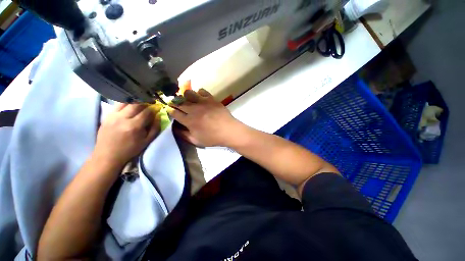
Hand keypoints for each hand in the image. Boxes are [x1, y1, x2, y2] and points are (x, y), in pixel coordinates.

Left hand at [93, 103, 159, 168]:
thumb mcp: (147, 141)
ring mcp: (113, 116)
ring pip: (126, 102)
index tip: (158, 108)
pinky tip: (129, 107)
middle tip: (150, 104)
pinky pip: (117, 105)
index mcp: (134, 126)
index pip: (146, 111)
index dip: (154, 108)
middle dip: (145, 102)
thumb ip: (155, 128)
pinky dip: (125, 103)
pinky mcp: (107, 116)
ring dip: (135, 102)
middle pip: (136, 104)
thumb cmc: (130, 150)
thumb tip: (159, 116)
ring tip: (140, 104)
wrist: (107, 156)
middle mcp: (123, 118)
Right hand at [167, 89, 243, 146]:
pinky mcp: (211, 99)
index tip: (170, 110)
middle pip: (179, 102)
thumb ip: (184, 135)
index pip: (175, 113)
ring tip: (188, 100)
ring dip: (185, 96)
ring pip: (188, 93)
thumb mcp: (197, 141)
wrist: (229, 131)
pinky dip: (199, 93)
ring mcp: (203, 102)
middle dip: (175, 103)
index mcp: (189, 121)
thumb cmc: (213, 138)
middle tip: (177, 104)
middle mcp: (194, 109)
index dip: (170, 111)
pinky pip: (202, 91)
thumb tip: (175, 128)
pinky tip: (201, 98)